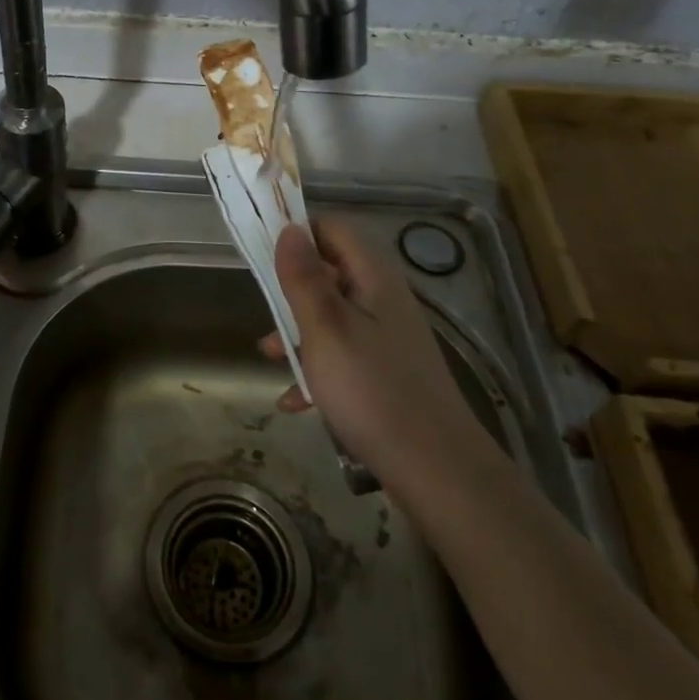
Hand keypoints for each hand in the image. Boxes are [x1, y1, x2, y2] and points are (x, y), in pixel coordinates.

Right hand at [262, 220, 485, 491]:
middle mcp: (383, 299)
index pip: (333, 230)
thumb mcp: (325, 330)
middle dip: (292, 292)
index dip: (298, 236)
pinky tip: (295, 401)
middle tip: (265, 313)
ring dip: (299, 334)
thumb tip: (289, 230)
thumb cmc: (371, 390)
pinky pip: (343, 355)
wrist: (435, 469)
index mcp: (373, 278)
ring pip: (332, 317)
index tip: (263, 257)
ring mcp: (388, 337)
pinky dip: (317, 369)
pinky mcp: (386, 371)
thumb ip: (304, 279)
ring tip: (273, 359)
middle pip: (329, 273)